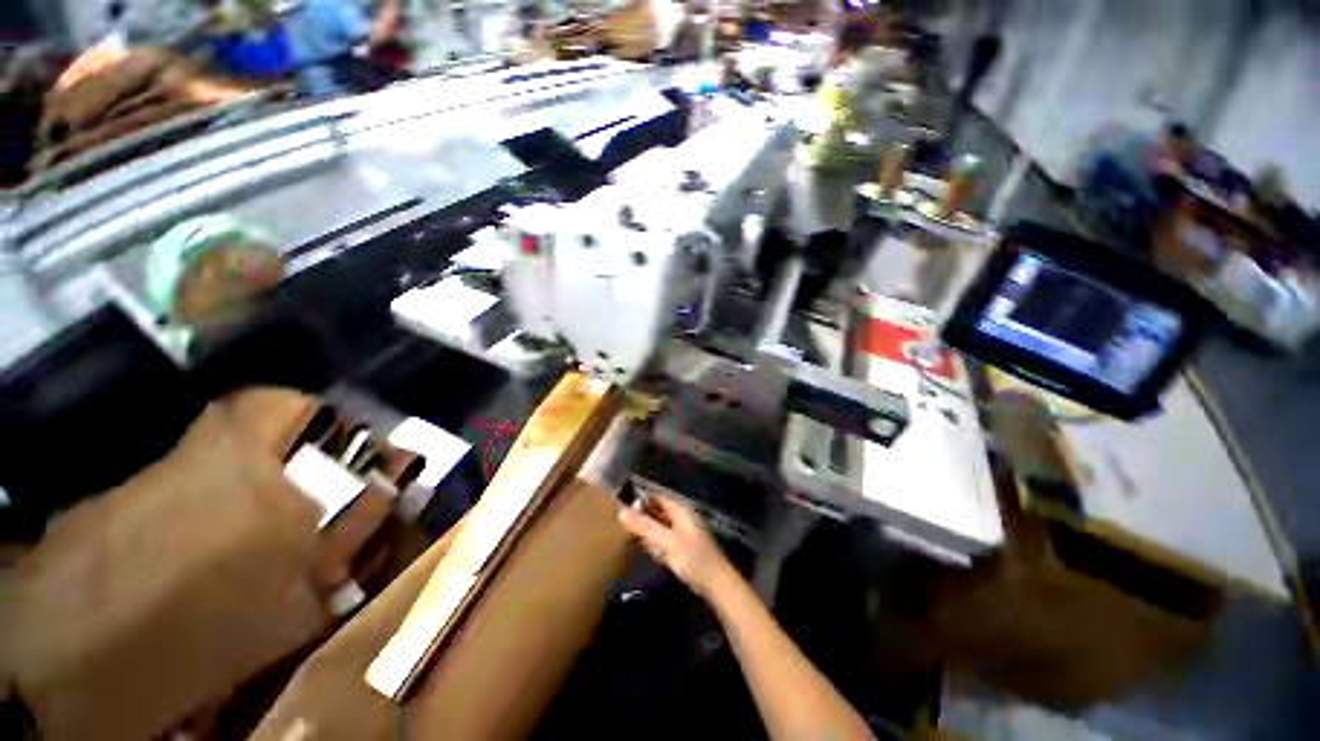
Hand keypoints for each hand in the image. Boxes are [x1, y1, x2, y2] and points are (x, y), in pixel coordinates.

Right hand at [618, 494, 734, 597]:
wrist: (716, 584)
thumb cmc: (693, 558)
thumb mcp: (666, 541)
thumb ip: (645, 526)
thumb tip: (621, 510)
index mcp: (680, 509)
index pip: (655, 496)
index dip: (639, 498)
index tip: (618, 503)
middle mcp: (680, 516)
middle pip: (656, 510)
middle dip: (640, 514)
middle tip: (618, 520)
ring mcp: (681, 531)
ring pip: (657, 525)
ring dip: (645, 529)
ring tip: (625, 533)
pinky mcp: (680, 547)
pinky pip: (661, 538)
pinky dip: (652, 541)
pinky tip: (643, 548)